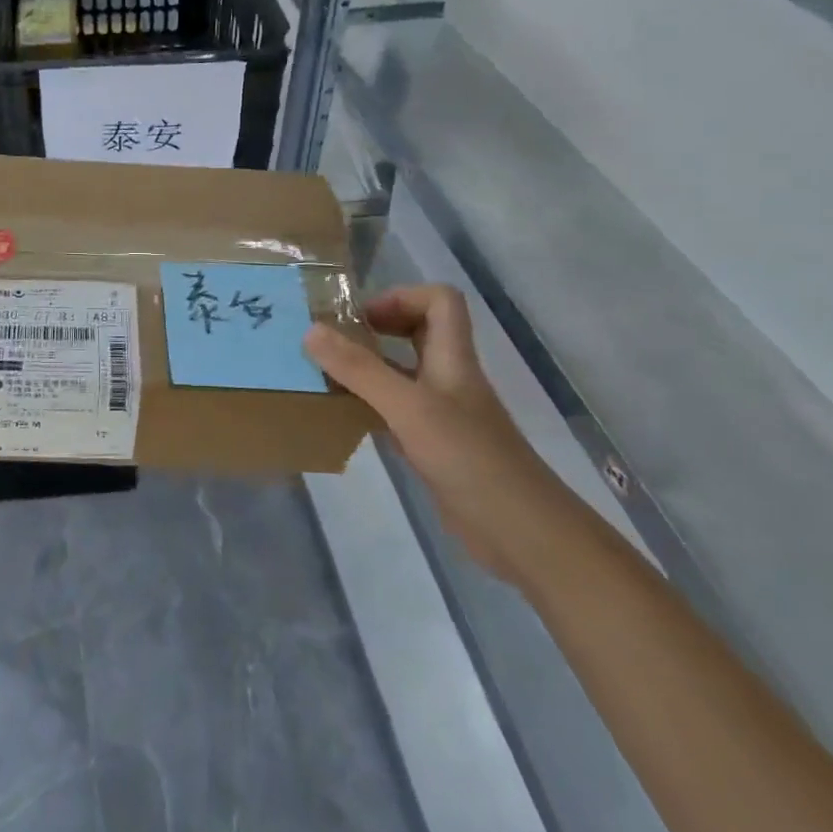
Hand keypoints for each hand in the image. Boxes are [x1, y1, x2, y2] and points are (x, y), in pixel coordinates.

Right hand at [304, 286, 570, 581]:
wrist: (521, 534)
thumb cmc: (469, 458)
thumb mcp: (409, 407)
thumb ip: (360, 369)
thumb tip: (311, 330)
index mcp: (452, 357)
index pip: (439, 301)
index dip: (401, 297)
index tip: (361, 318)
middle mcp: (448, 378)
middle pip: (418, 332)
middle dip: (377, 329)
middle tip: (335, 341)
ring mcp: (442, 414)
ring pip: (402, 373)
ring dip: (367, 369)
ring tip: (326, 375)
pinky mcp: (434, 447)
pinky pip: (396, 412)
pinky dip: (369, 407)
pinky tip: (342, 418)